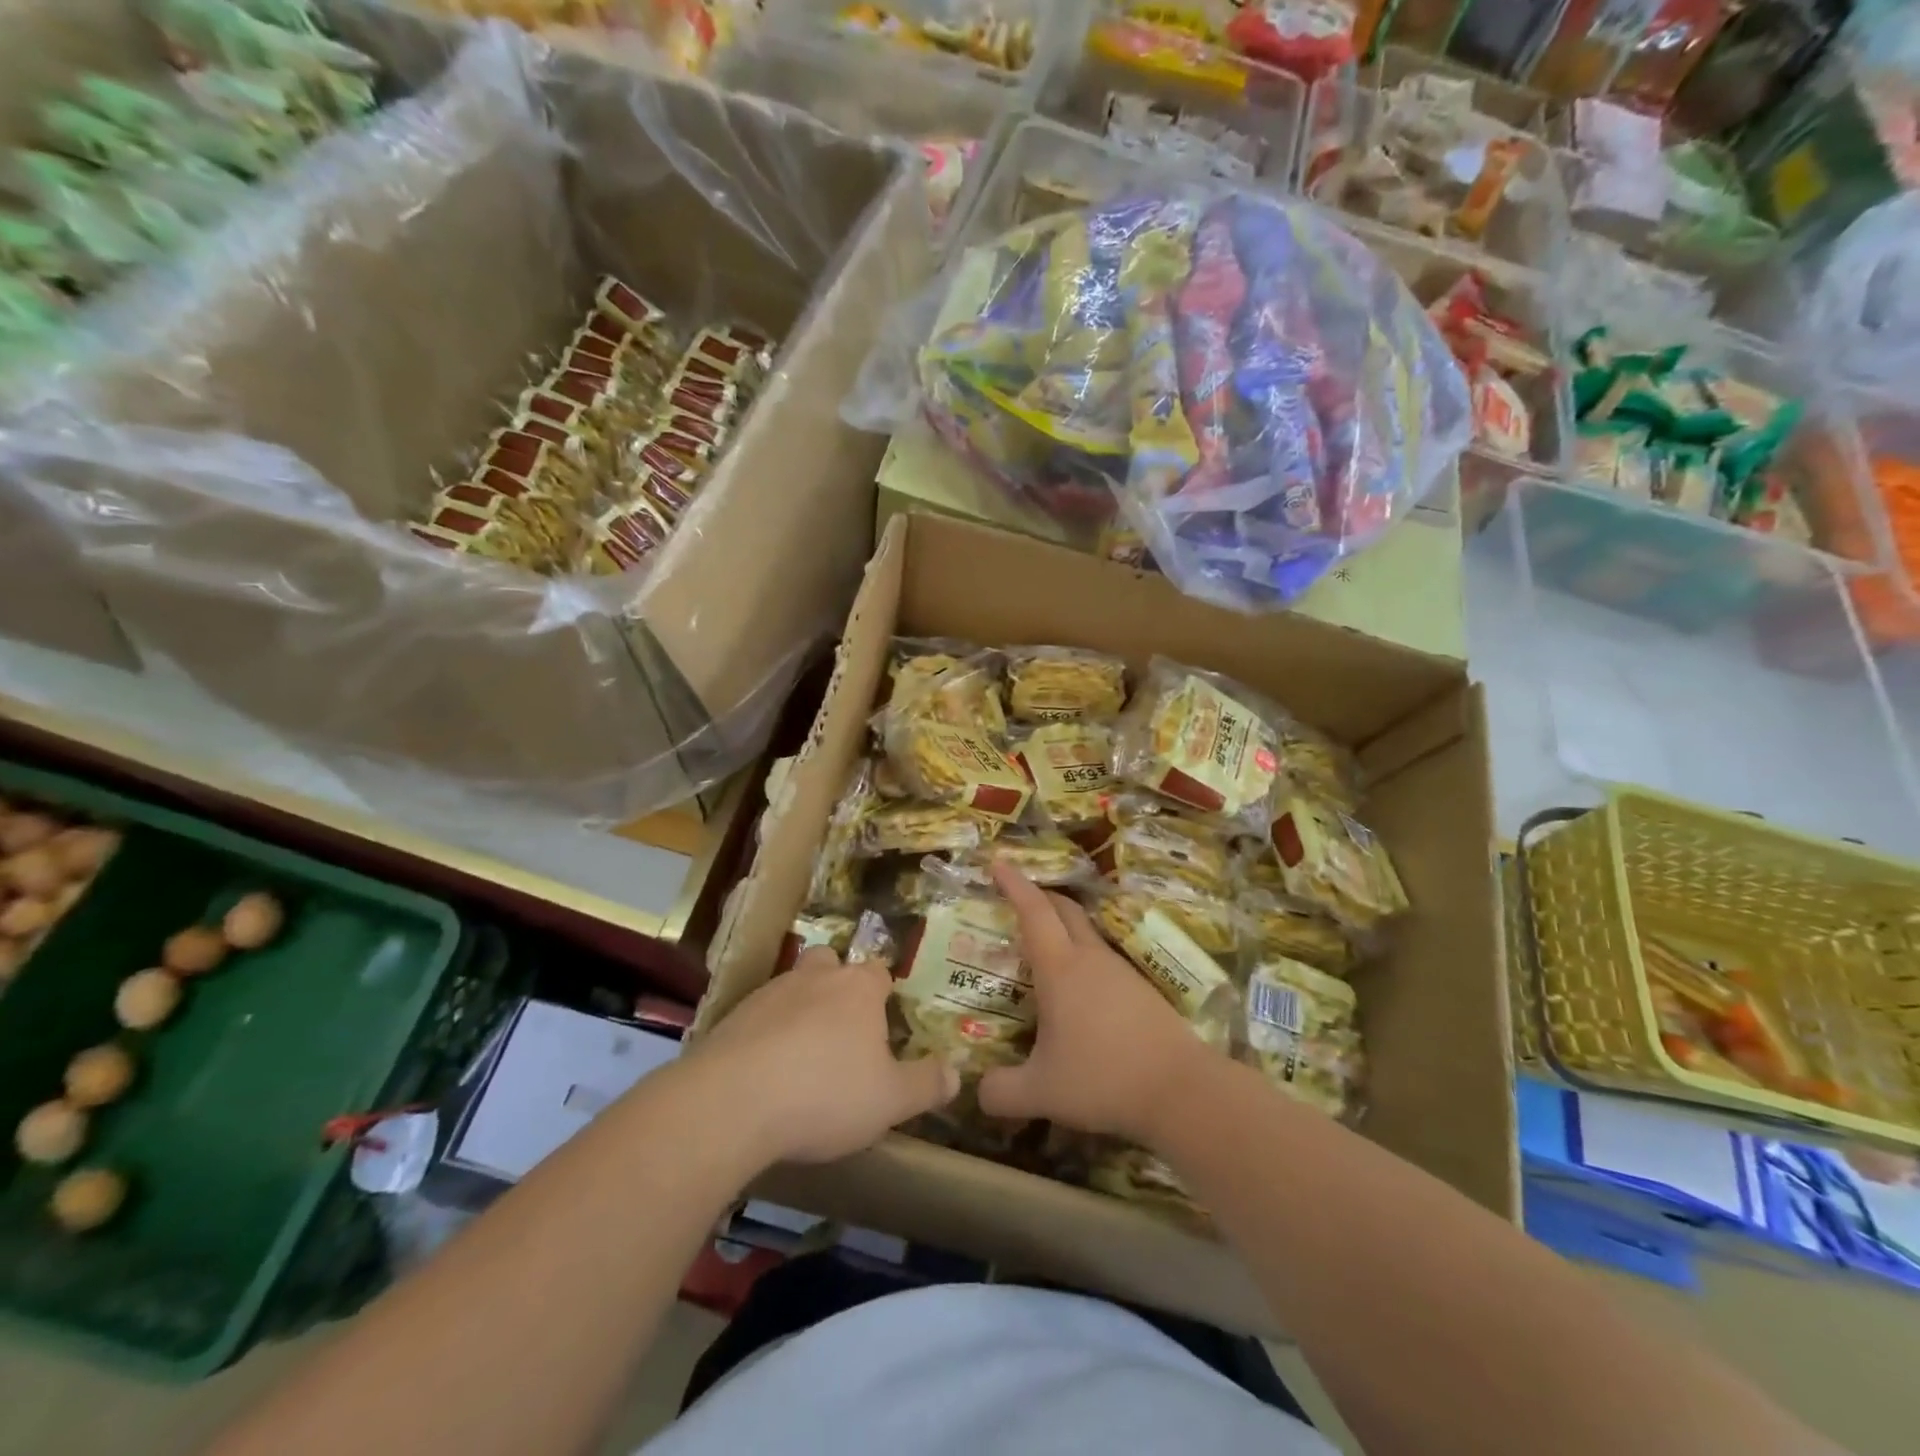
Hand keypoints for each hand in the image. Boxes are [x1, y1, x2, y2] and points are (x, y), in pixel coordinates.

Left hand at [697, 948, 958, 1166]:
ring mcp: (769, 993)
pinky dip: (765, 1034)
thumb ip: (926, 1084)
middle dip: (836, 984)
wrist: (731, 1103)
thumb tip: (956, 1073)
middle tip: (842, 1028)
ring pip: (792, 987)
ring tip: (802, 1055)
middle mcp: (815, 978)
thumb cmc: (825, 1094)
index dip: (883, 993)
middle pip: (830, 963)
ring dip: (799, 1009)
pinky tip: (766, 1071)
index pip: (879, 972)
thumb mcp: (890, 1100)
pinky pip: (758, 1017)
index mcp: (858, 989)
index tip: (885, 1022)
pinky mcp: (731, 1017)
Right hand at [978, 862, 1218, 1143]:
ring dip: (1063, 927)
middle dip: (1039, 895)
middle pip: (1064, 909)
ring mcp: (1120, 971)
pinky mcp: (1142, 990)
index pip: (1034, 911)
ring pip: (1086, 932)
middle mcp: (1090, 959)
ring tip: (1044, 946)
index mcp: (1060, 968)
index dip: (1014, 884)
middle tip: (1017, 898)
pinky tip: (1079, 988)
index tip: (998, 863)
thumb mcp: (1041, 1091)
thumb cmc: (1103, 1079)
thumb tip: (978, 1092)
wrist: (1181, 1090)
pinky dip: (1083, 956)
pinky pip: (1103, 958)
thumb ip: (1001, 1092)